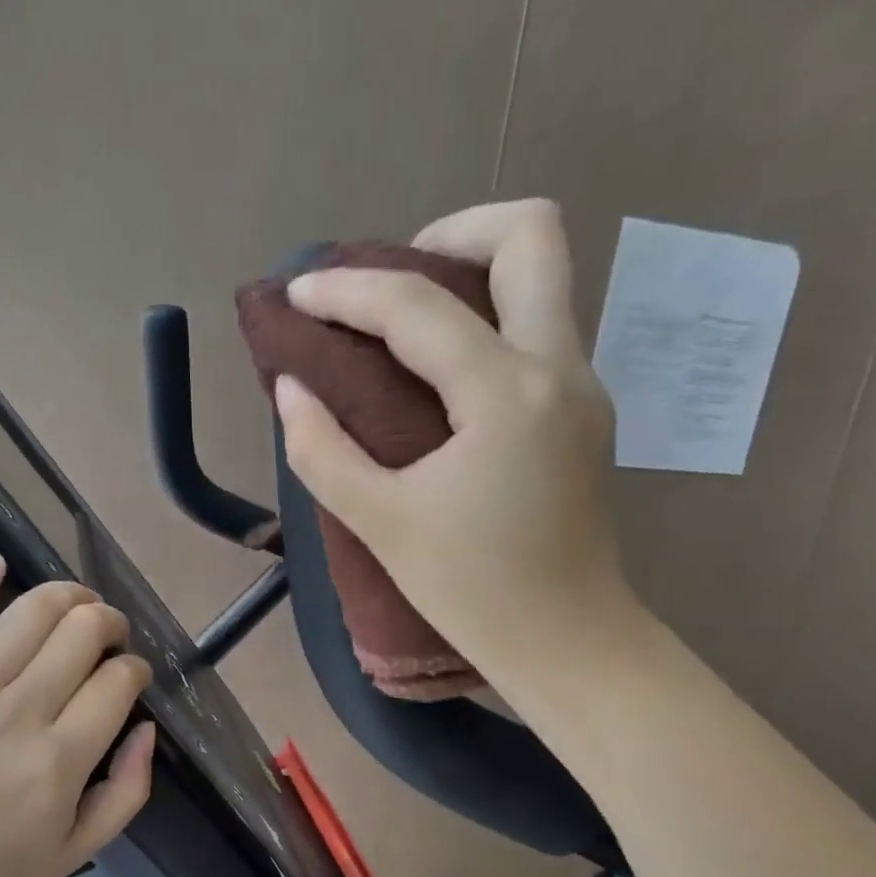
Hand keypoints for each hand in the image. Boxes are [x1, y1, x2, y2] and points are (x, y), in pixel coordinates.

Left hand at [0, 554, 155, 876]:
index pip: (118, 680)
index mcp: (60, 761)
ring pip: (29, 612)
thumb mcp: (78, 850)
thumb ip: (129, 791)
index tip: (130, 678)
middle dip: (110, 623)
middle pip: (82, 631)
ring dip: (67, 596)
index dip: (136, 669)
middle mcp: (17, 714)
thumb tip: (148, 728)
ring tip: (77, 607)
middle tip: (110, 639)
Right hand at [275, 198, 632, 676]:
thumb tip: (292, 389)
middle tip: (390, 283)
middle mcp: (560, 368)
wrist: (569, 642)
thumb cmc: (472, 590)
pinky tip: (438, 374)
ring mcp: (583, 386)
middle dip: (451, 233)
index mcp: (507, 394)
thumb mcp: (380, 521)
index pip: (418, 308)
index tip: (297, 296)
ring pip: (543, 277)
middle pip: (530, 235)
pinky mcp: (583, 411)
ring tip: (404, 325)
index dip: (347, 292)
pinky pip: (539, 327)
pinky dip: (486, 321)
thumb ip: (322, 450)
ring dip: (472, 274)